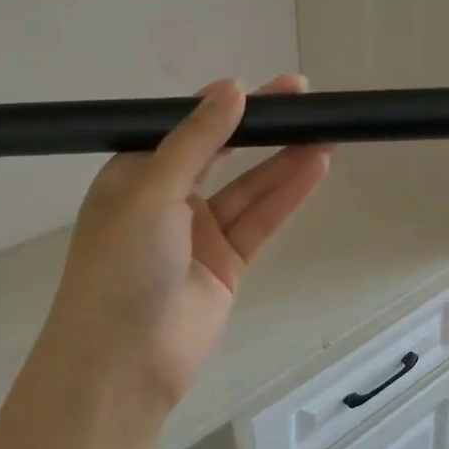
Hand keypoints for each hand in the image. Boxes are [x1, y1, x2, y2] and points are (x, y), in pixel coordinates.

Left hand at [43, 76, 330, 412]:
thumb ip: (196, 141)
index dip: (228, 106)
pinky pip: (261, 222)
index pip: (188, 129)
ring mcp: (199, 234)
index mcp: (135, 175)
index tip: (269, 88)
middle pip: (224, 154)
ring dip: (285, 161)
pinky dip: (287, 196)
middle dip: (263, 128)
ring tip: (327, 131)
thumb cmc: (122, 265)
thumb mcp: (151, 191)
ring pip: (250, 188)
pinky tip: (315, 168)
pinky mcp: (227, 265)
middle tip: (306, 99)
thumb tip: (230, 88)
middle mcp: (167, 200)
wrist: (124, 361)